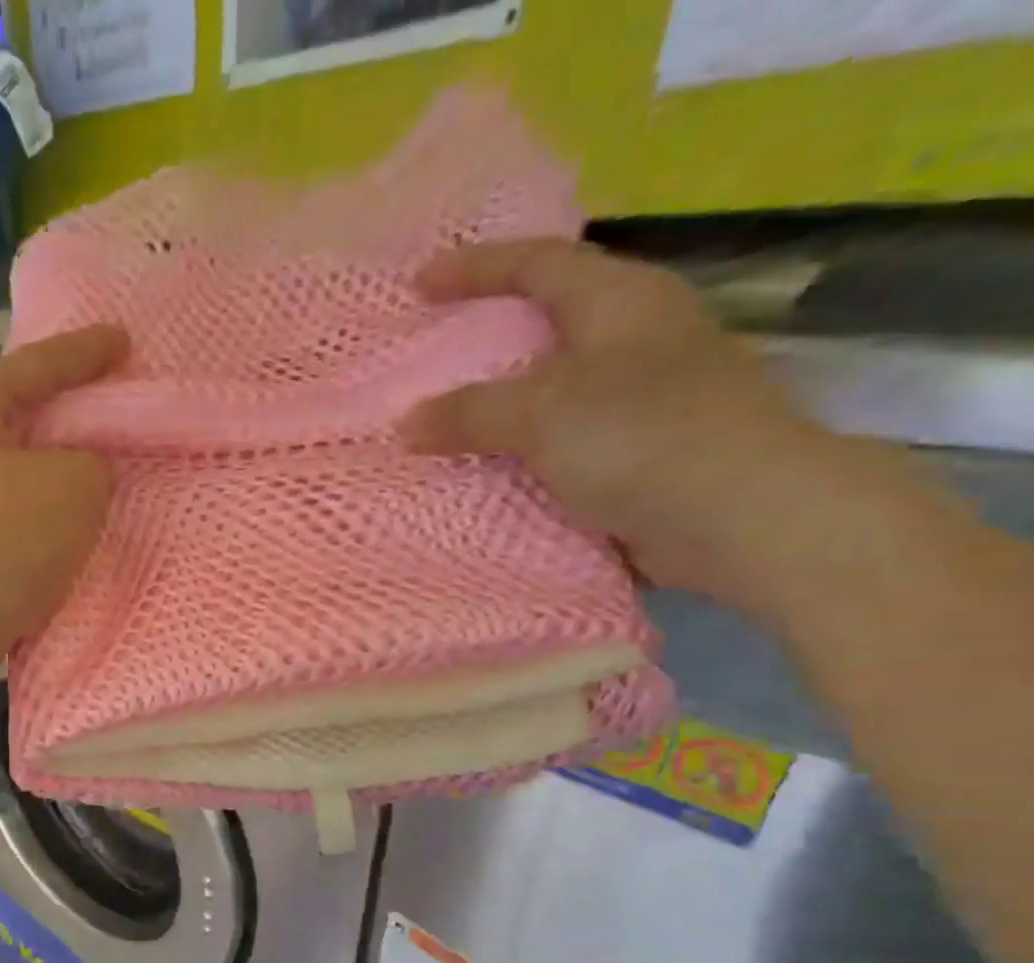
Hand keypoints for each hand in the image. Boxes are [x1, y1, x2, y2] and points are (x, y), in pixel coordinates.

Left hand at [0, 324, 128, 695]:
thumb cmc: (0, 544)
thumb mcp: (75, 485)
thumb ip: (95, 463)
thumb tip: (81, 477)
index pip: (39, 364)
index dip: (88, 352)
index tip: (126, 341)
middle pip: (28, 417)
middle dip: (76, 417)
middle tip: (123, 410)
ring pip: (24, 473)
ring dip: (65, 477)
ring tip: (112, 476)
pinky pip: (17, 517)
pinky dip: (49, 519)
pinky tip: (78, 529)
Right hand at [405, 239, 877, 619]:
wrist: (738, 516)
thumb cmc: (643, 436)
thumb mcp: (543, 412)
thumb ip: (470, 412)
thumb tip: (407, 423)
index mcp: (621, 301)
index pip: (539, 263)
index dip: (478, 267)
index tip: (420, 282)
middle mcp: (634, 339)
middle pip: (548, 321)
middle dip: (488, 334)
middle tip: (432, 351)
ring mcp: (640, 399)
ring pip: (550, 388)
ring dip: (499, 402)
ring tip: (444, 417)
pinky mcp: (637, 453)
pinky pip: (557, 441)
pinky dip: (518, 450)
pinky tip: (483, 469)